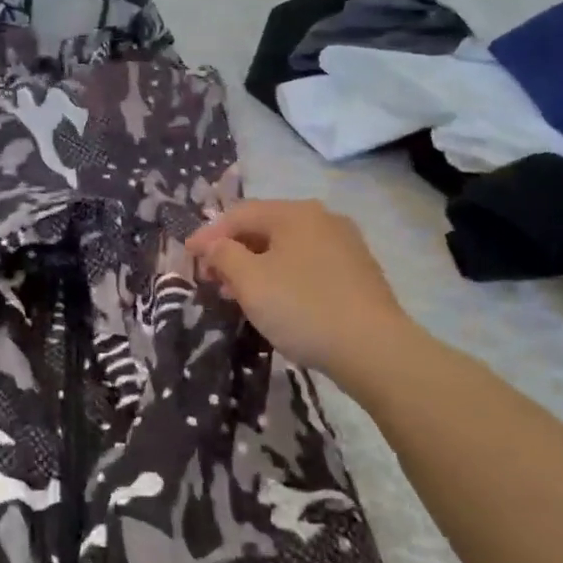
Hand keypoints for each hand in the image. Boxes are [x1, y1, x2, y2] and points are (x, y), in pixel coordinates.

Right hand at [186, 199, 415, 377]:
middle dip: (233, 251)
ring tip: (237, 294)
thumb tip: (211, 243)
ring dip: (256, 266)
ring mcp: (345, 245)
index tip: (187, 256)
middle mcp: (322, 219)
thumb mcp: (250, 281)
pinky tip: (275, 301)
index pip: (239, 214)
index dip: (208, 233)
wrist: (375, 350)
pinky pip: (308, 265)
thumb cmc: (303, 307)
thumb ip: (223, 255)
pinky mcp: (358, 273)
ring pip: (287, 248)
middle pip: (265, 228)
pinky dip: (282, 276)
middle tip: (210, 278)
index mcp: (295, 213)